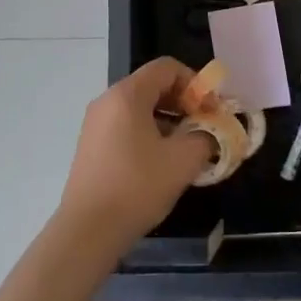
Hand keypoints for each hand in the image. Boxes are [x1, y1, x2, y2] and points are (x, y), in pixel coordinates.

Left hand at [54, 58, 214, 257]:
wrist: (87, 232)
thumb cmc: (137, 187)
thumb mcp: (183, 161)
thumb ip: (206, 137)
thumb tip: (212, 132)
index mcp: (127, 94)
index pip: (167, 68)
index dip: (196, 83)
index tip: (211, 110)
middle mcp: (107, 100)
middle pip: (153, 85)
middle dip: (184, 102)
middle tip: (204, 127)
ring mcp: (95, 123)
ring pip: (140, 107)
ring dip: (169, 119)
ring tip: (187, 147)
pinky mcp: (91, 145)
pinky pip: (126, 125)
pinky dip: (149, 132)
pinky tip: (162, 161)